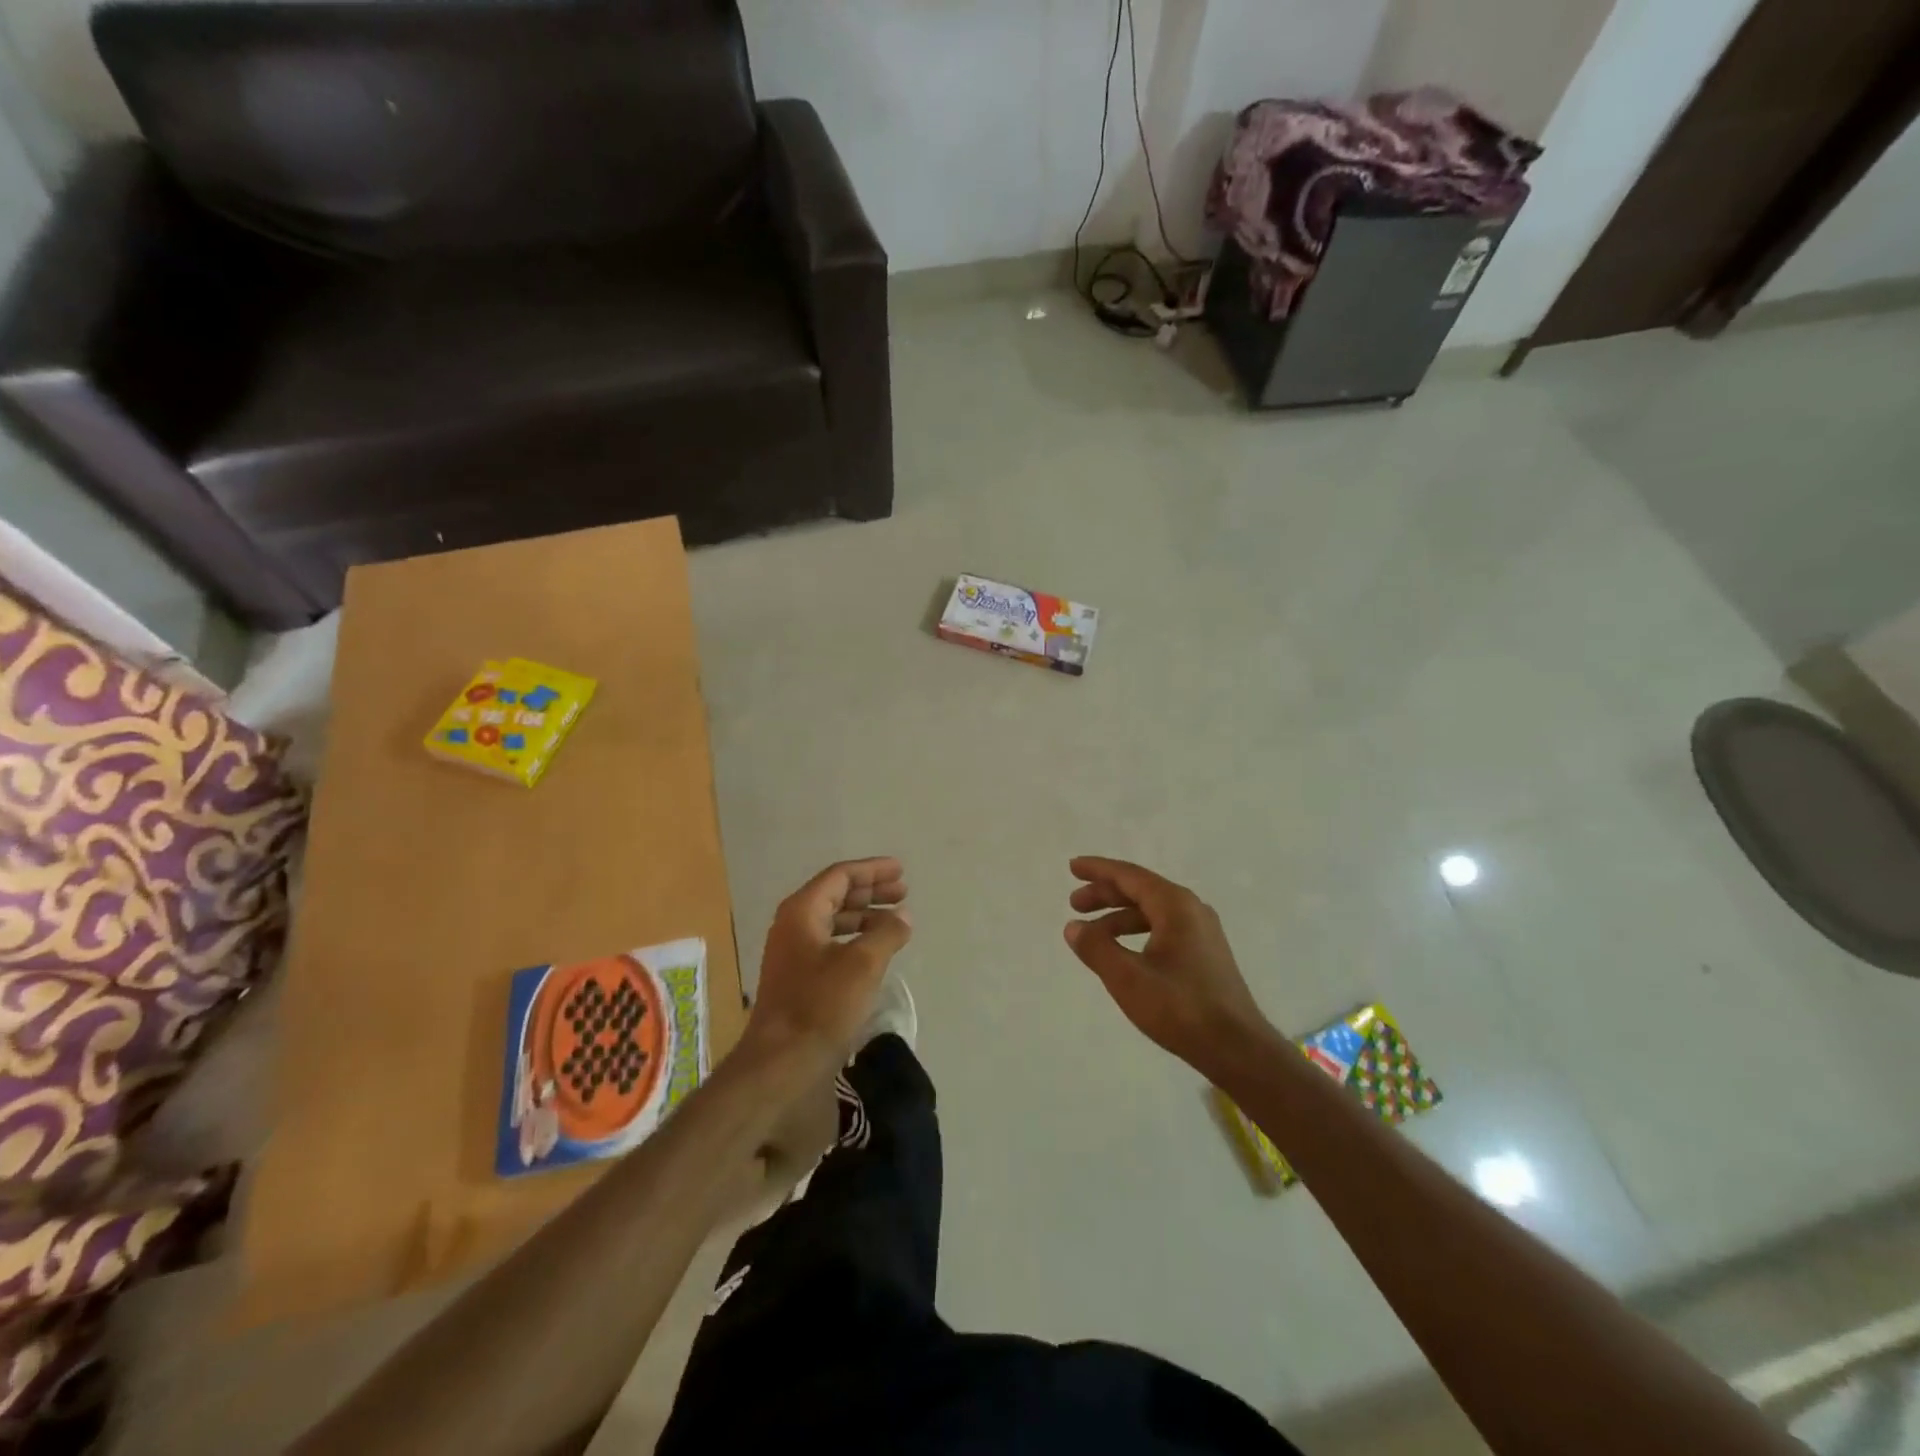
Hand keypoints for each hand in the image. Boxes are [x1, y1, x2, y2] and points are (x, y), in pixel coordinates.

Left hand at [746, 858, 911, 1066]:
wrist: (782, 1062)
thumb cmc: (821, 1005)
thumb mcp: (863, 964)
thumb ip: (887, 932)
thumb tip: (903, 915)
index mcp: (802, 911)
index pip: (840, 876)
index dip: (872, 870)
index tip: (901, 870)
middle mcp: (794, 925)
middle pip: (836, 895)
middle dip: (871, 891)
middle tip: (903, 892)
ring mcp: (793, 953)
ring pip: (834, 920)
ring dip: (865, 915)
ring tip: (896, 920)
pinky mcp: (799, 978)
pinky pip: (831, 943)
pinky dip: (856, 939)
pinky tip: (876, 950)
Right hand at [1064, 856, 1271, 1072]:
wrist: (1238, 1049)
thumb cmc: (1180, 1008)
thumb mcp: (1128, 978)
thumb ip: (1096, 948)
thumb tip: (1073, 927)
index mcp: (1175, 905)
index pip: (1129, 875)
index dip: (1098, 870)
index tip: (1073, 867)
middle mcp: (1191, 910)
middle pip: (1141, 890)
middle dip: (1105, 894)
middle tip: (1074, 904)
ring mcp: (1202, 932)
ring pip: (1152, 912)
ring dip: (1119, 917)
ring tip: (1092, 934)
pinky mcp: (1205, 954)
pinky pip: (1163, 928)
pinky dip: (1137, 932)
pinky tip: (1123, 952)